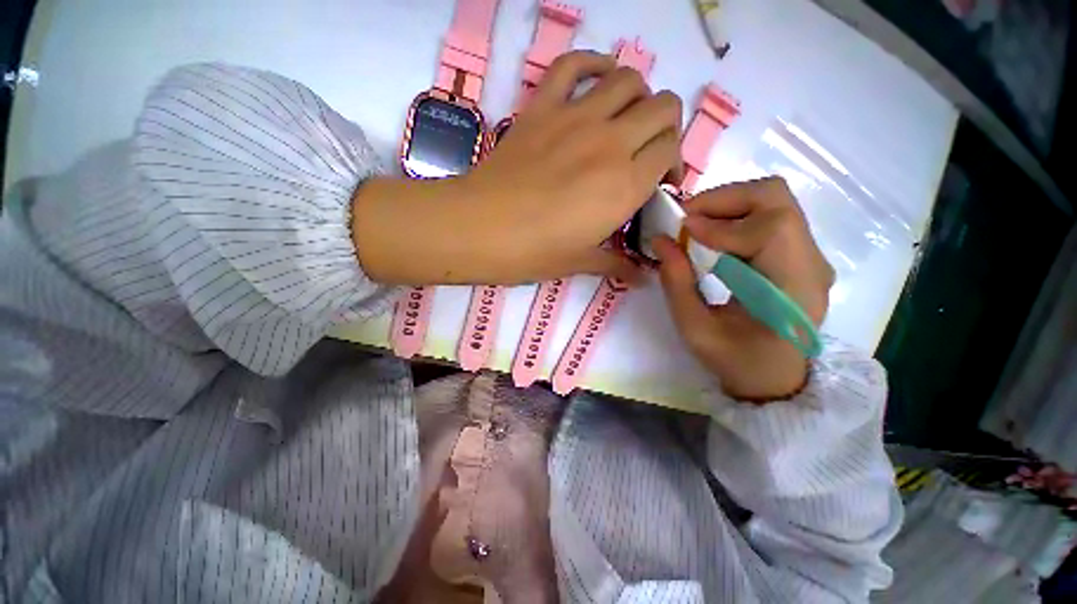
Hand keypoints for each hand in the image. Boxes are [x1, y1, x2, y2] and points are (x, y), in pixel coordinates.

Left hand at [353, 51, 682, 285]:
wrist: (480, 229)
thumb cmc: (533, 252)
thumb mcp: (580, 262)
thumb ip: (617, 263)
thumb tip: (642, 277)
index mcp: (625, 185)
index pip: (670, 153)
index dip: (672, 165)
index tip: (659, 183)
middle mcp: (611, 143)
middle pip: (663, 109)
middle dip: (665, 127)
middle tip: (648, 151)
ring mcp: (575, 117)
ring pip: (629, 80)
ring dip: (638, 95)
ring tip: (626, 119)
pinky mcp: (543, 107)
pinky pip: (573, 65)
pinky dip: (592, 64)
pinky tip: (598, 79)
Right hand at [653, 177, 834, 400]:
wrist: (776, 377)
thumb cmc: (737, 361)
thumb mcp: (696, 329)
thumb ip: (677, 283)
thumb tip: (661, 240)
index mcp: (793, 290)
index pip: (769, 229)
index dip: (720, 224)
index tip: (681, 230)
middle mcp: (810, 262)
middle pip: (775, 198)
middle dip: (723, 199)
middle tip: (686, 219)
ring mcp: (809, 254)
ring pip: (773, 200)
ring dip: (728, 204)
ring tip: (695, 225)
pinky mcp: (798, 252)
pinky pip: (768, 215)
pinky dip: (735, 215)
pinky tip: (712, 235)